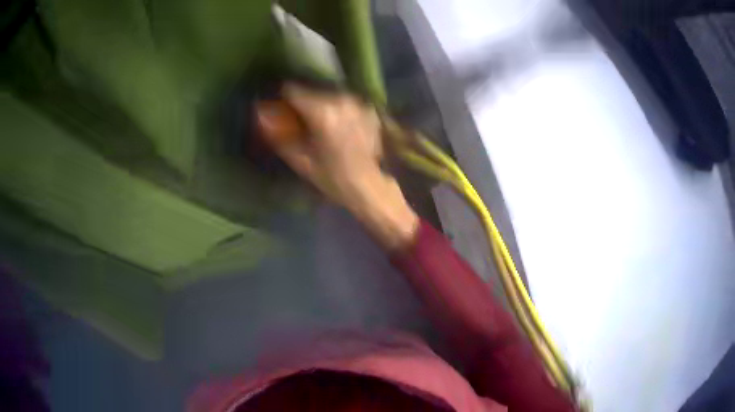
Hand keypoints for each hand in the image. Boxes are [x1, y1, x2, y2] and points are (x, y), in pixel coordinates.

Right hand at [257, 84, 418, 249]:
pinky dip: (338, 111)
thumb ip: (279, 136)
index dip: (283, 97)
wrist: (369, 186)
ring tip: (321, 127)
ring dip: (321, 106)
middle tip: (301, 122)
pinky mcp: (368, 109)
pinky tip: (339, 128)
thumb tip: (261, 116)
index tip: (280, 107)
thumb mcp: (301, 161)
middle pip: (312, 92)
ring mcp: (358, 103)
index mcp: (322, 113)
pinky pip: (345, 103)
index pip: (294, 90)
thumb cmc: (333, 178)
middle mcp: (341, 101)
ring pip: (329, 96)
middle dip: (303, 104)